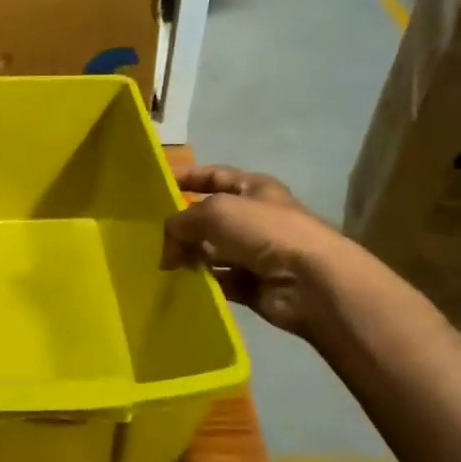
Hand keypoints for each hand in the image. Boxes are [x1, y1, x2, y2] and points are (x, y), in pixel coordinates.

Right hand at [160, 165, 343, 337]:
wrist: (310, 281)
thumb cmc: (264, 231)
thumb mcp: (215, 211)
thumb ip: (181, 222)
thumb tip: (167, 248)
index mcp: (253, 188)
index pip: (214, 176)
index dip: (187, 177)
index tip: (157, 186)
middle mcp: (254, 217)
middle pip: (209, 217)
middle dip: (182, 225)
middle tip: (150, 237)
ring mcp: (254, 252)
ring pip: (210, 251)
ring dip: (188, 256)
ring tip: (162, 265)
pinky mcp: (252, 284)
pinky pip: (218, 280)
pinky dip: (200, 282)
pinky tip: (179, 285)